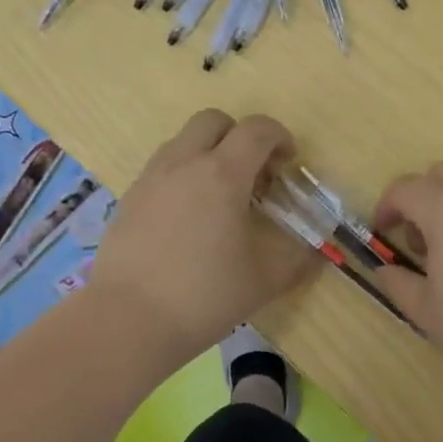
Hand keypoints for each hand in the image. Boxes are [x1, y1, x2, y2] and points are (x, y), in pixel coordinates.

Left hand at [89, 110, 316, 361]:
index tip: (288, 162)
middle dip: (239, 135)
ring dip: (208, 152)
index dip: (280, 137)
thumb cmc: (203, 296)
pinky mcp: (130, 197)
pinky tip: (188, 216)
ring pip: (184, 140)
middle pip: (214, 120)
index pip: (257, 130)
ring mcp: (152, 177)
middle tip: (253, 172)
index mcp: (223, 174)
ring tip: (219, 194)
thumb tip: (315, 252)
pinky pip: (162, 167)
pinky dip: (183, 174)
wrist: (127, 321)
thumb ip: (297, 259)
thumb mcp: (264, 281)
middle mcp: (185, 163)